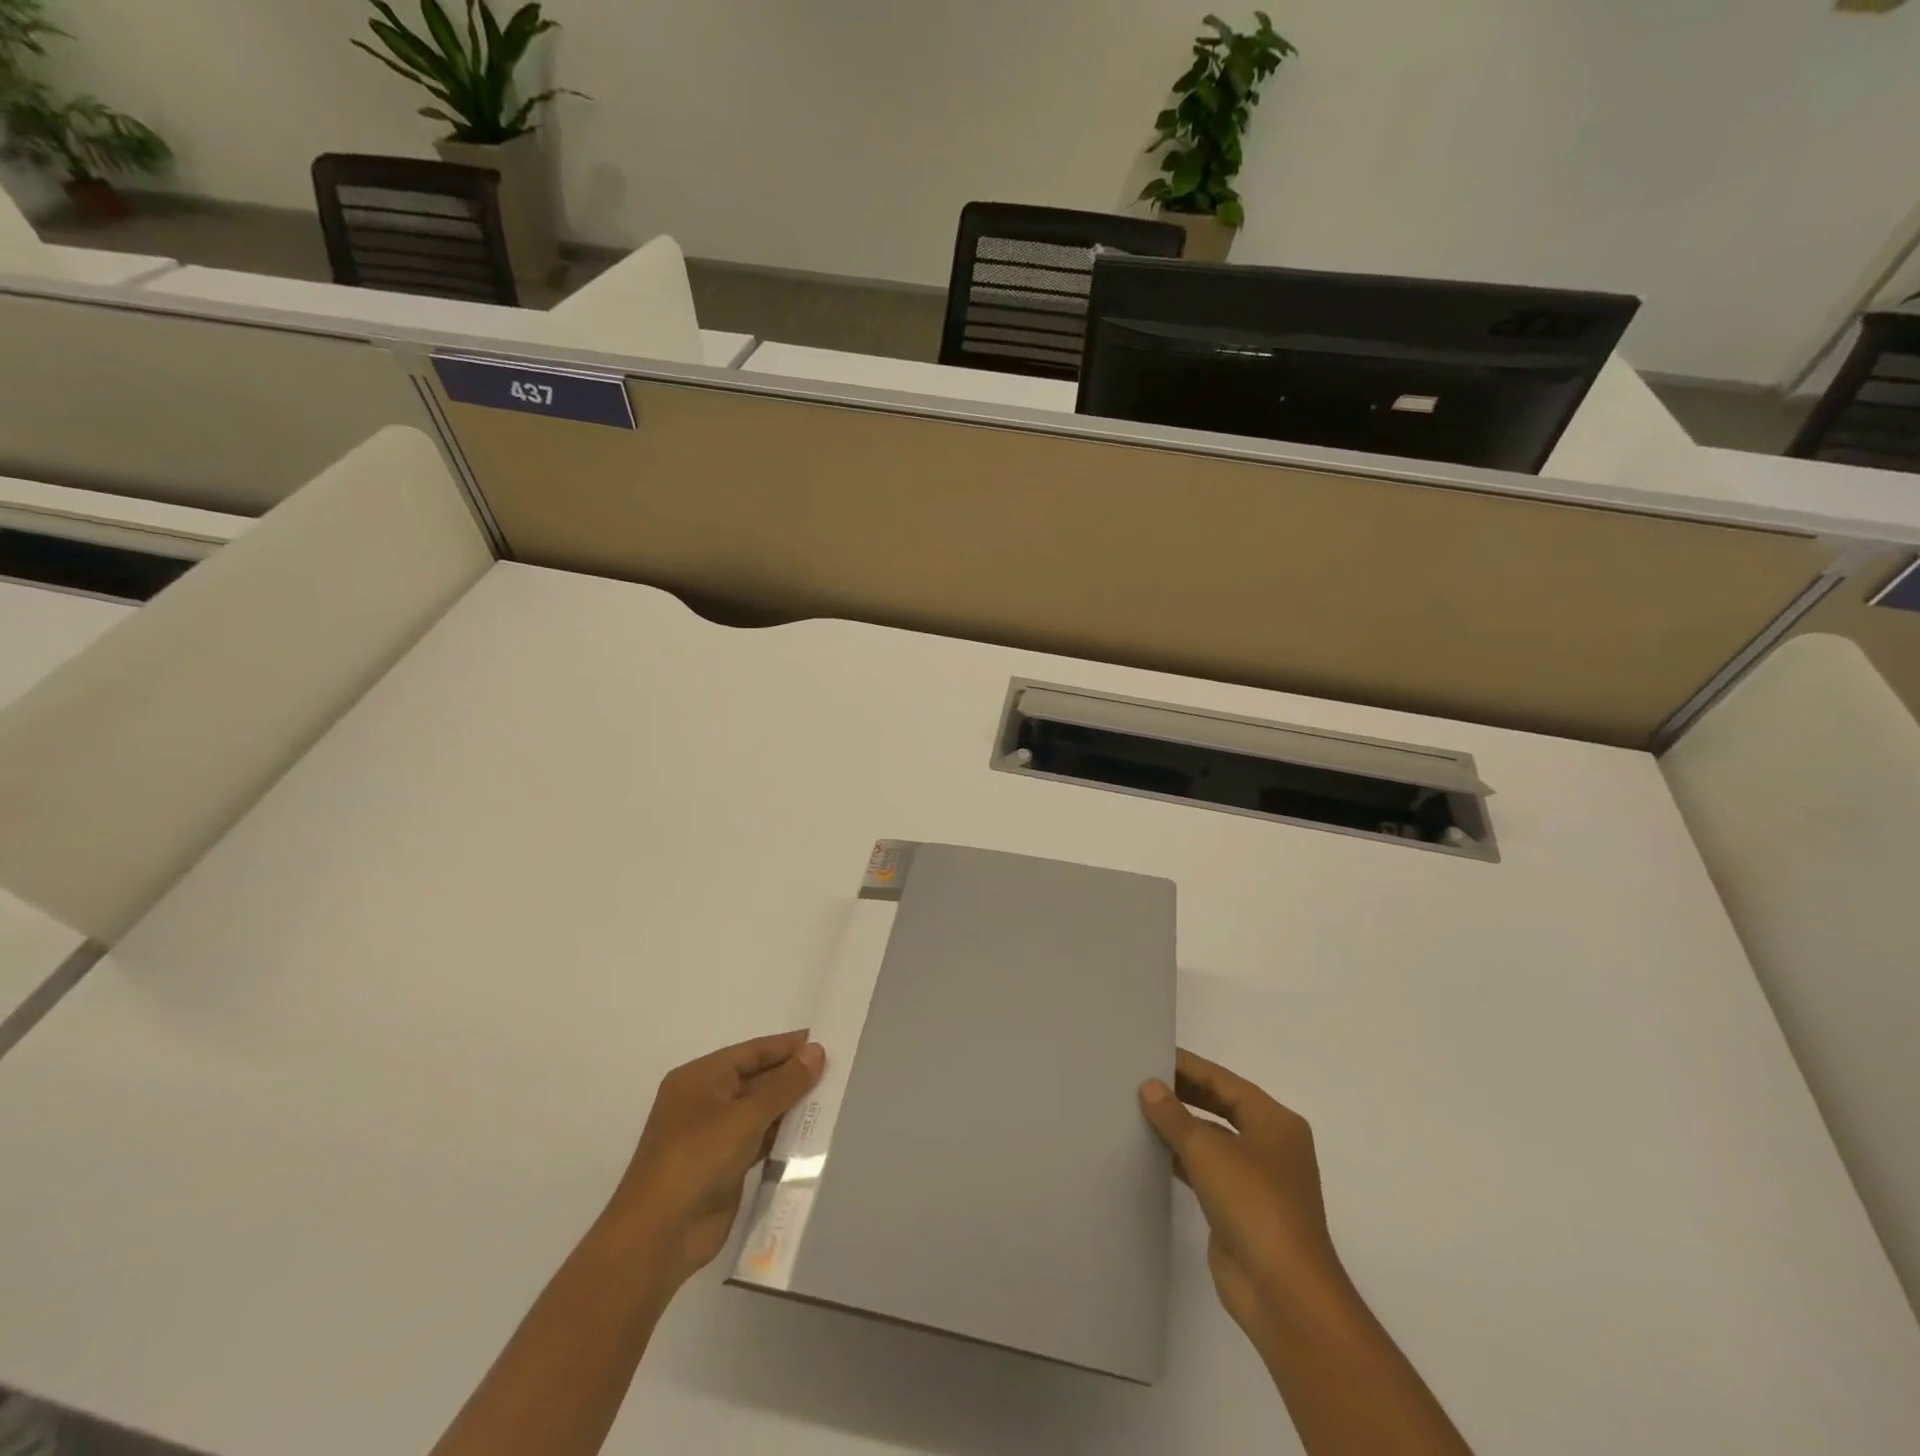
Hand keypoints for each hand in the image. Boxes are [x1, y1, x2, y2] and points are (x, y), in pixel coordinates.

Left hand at [604, 1031, 825, 1296]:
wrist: (659, 1236)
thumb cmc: (697, 1160)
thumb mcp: (745, 1116)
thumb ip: (784, 1084)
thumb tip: (816, 1051)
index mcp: (700, 1079)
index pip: (751, 1052)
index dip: (786, 1046)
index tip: (824, 1040)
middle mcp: (704, 1101)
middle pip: (756, 1080)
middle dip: (791, 1077)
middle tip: (834, 1070)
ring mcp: (712, 1136)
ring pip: (759, 1111)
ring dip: (789, 1108)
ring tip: (830, 1098)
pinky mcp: (723, 1166)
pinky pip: (758, 1140)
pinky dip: (780, 1136)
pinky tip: (809, 1134)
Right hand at [1140, 1049, 1342, 1341]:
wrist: (1283, 1293)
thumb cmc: (1254, 1205)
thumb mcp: (1208, 1150)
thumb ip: (1174, 1115)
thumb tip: (1149, 1086)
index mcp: (1275, 1122)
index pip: (1224, 1081)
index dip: (1188, 1066)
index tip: (1151, 1053)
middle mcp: (1270, 1144)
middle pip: (1220, 1107)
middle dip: (1182, 1094)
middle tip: (1138, 1079)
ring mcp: (1257, 1179)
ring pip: (1212, 1139)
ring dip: (1179, 1127)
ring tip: (1136, 1109)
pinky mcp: (1240, 1208)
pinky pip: (1206, 1169)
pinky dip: (1180, 1158)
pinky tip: (1149, 1151)